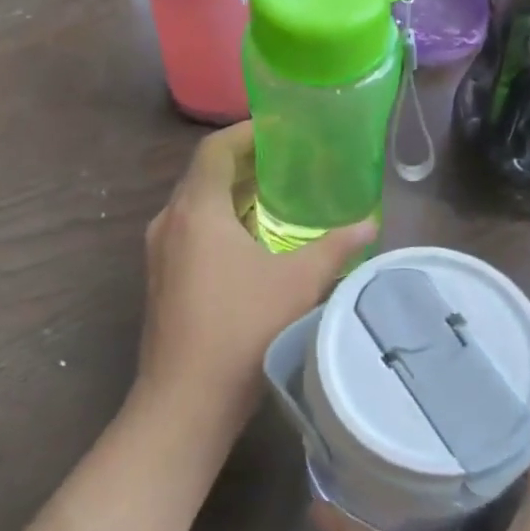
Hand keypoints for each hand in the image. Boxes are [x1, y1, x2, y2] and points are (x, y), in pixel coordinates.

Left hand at [133, 124, 375, 447]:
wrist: (185, 401)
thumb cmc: (242, 330)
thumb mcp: (299, 283)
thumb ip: (337, 247)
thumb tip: (371, 224)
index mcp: (195, 210)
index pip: (215, 150)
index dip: (246, 132)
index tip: (280, 129)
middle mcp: (169, 222)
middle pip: (204, 176)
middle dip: (245, 164)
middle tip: (288, 161)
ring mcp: (159, 254)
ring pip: (196, 207)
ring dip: (232, 196)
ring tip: (276, 197)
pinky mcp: (160, 280)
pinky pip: (190, 233)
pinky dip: (220, 224)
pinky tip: (252, 243)